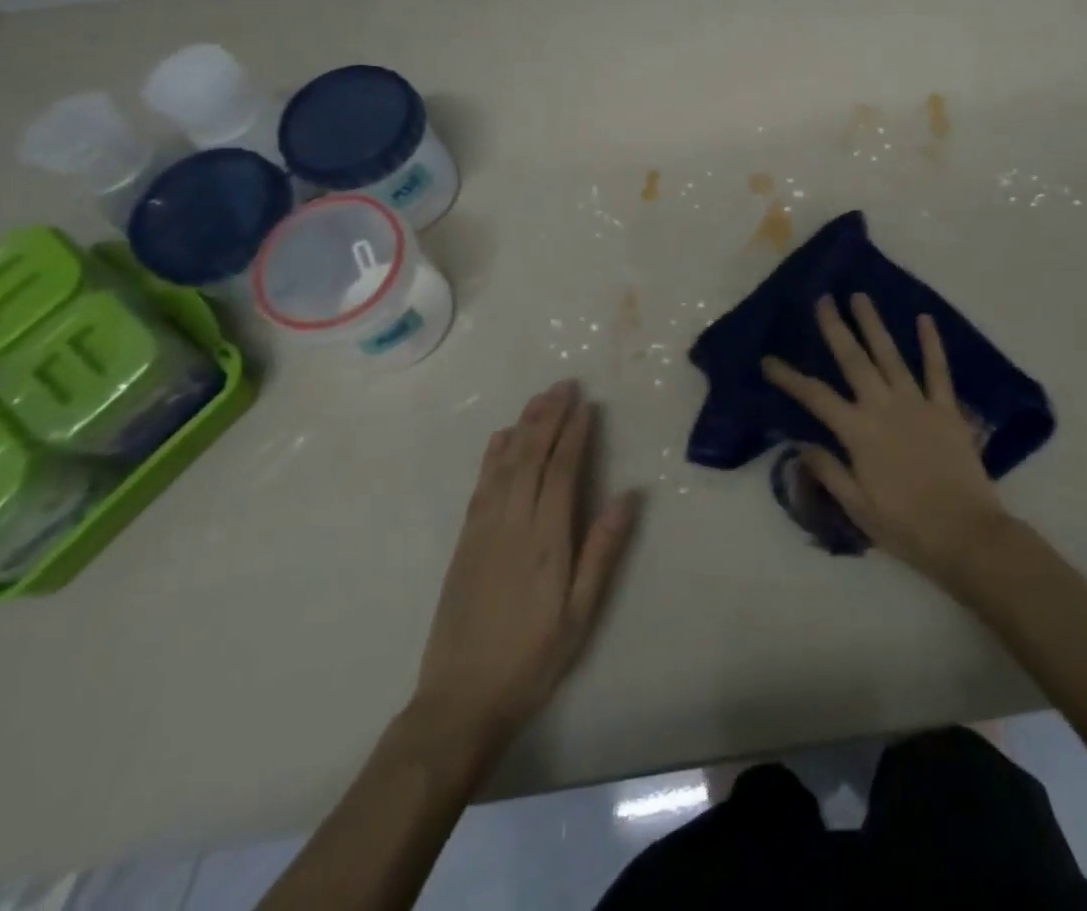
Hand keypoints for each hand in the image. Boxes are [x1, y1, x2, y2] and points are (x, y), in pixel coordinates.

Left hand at [408, 381, 638, 757]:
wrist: (459, 701)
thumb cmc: (532, 659)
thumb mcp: (579, 615)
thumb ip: (602, 553)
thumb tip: (627, 497)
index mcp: (545, 540)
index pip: (561, 471)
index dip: (574, 434)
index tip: (586, 405)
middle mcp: (512, 524)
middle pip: (531, 457)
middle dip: (549, 417)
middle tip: (565, 385)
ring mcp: (483, 530)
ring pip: (505, 464)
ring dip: (524, 426)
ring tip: (540, 398)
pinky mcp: (465, 542)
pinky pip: (481, 485)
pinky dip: (493, 455)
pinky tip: (502, 438)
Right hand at [761, 295, 1010, 582]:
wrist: (966, 535)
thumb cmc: (906, 527)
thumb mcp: (857, 507)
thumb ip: (828, 470)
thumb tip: (798, 443)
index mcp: (858, 432)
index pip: (815, 397)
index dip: (789, 377)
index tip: (768, 360)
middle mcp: (884, 407)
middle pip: (854, 360)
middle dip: (836, 327)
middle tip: (823, 299)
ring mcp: (918, 404)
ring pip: (891, 355)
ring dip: (874, 324)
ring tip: (860, 297)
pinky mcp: (947, 410)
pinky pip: (938, 370)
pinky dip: (931, 344)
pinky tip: (924, 319)